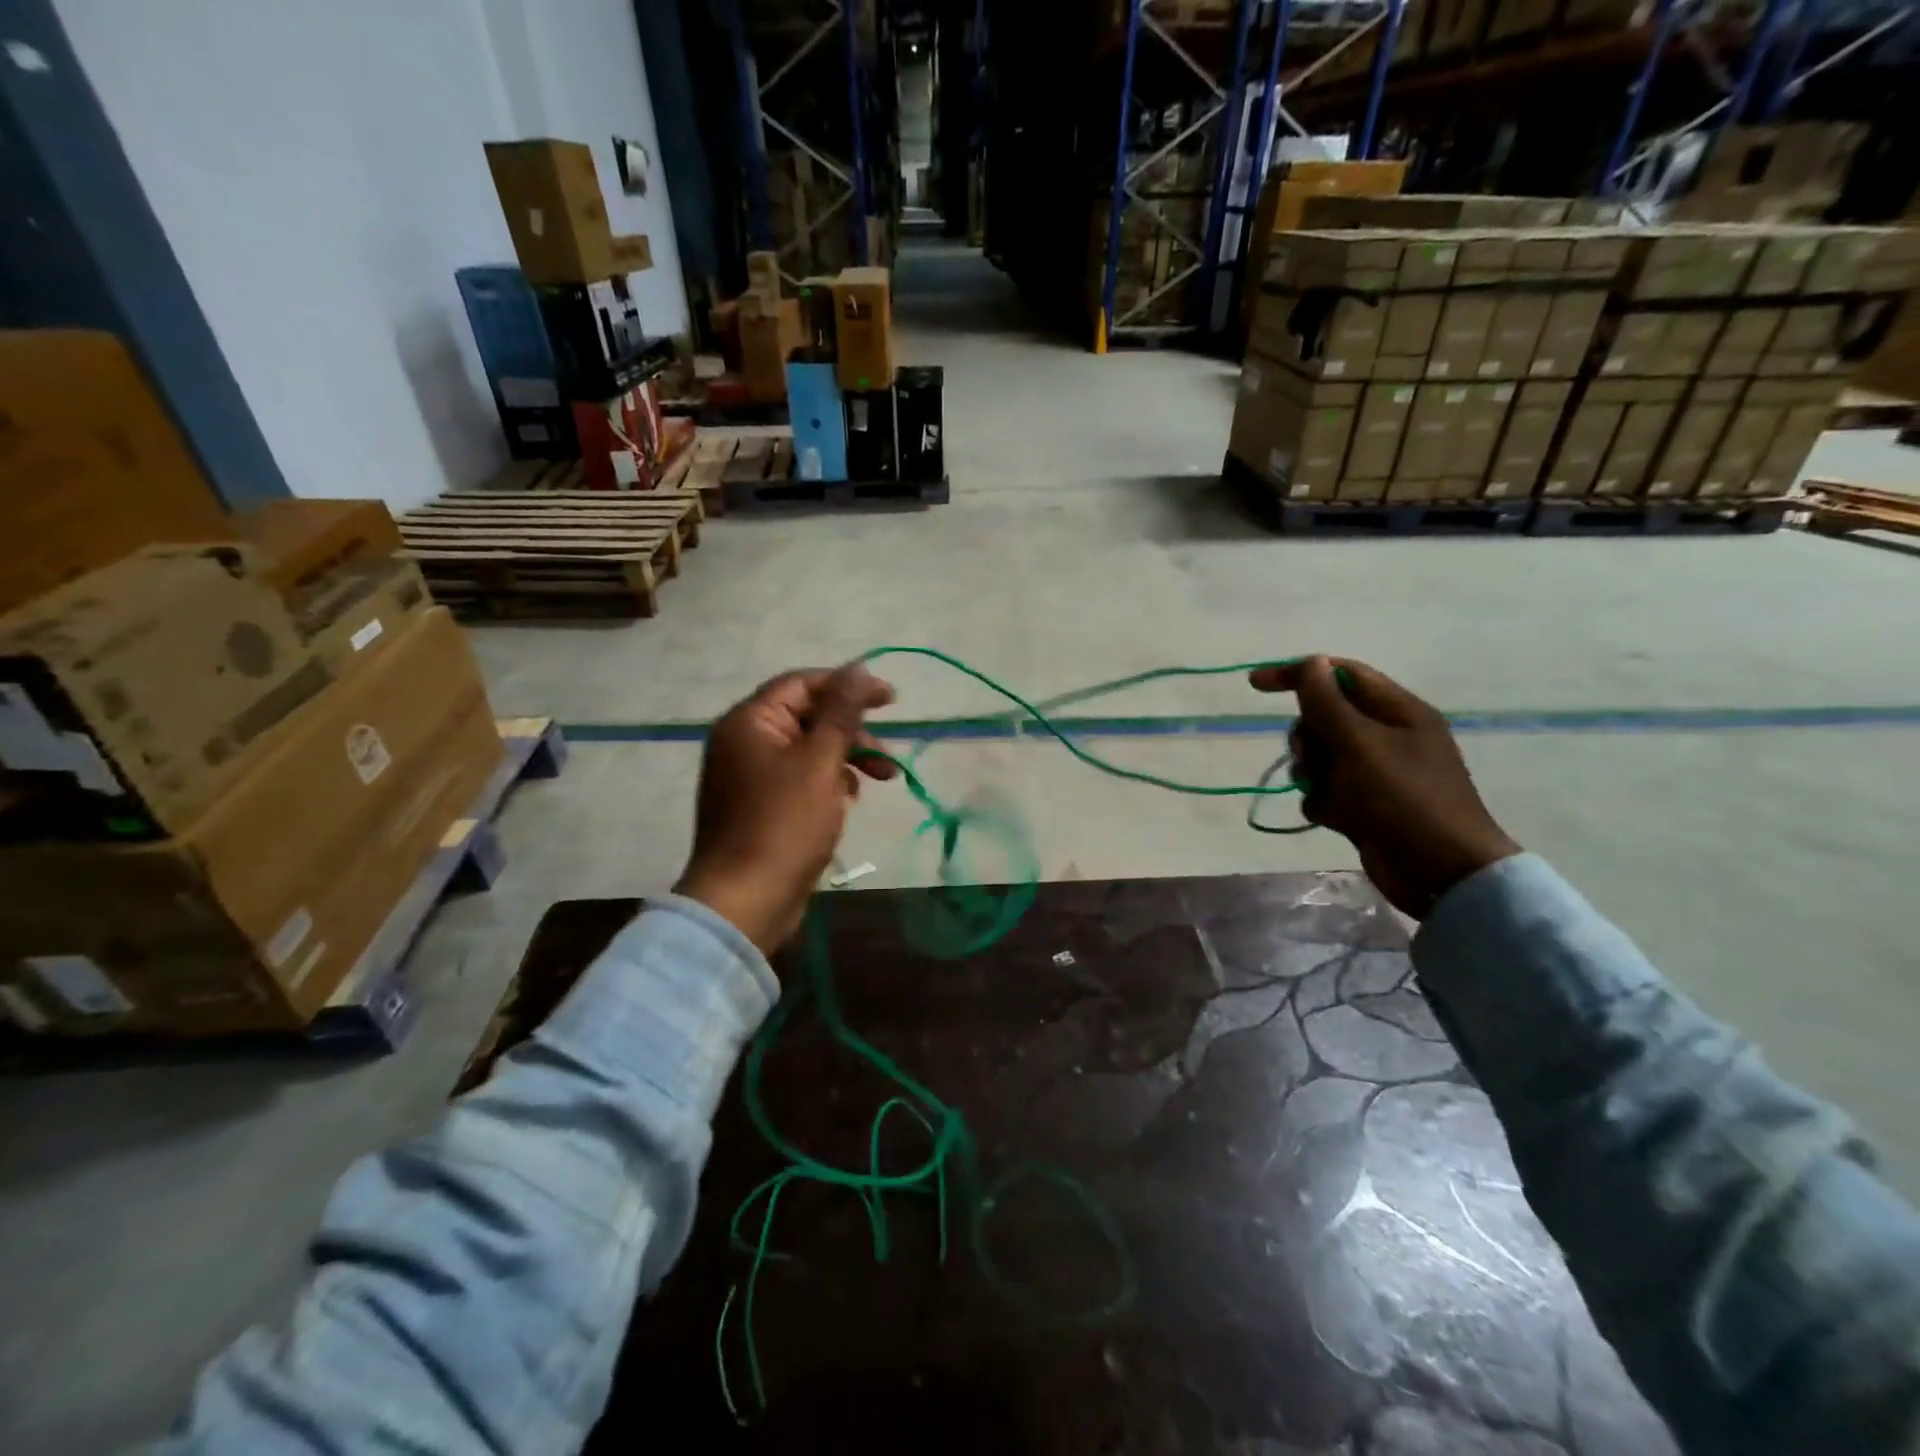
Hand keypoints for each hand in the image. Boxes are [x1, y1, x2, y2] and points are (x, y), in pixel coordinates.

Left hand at [675, 663, 896, 954]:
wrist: (745, 901)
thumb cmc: (784, 825)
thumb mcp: (820, 761)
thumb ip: (841, 712)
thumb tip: (858, 667)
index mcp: (749, 722)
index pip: (803, 684)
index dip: (848, 686)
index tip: (891, 700)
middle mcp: (744, 742)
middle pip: (807, 717)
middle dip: (852, 732)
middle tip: (888, 756)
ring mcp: (749, 777)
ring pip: (808, 751)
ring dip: (847, 759)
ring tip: (880, 782)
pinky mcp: (760, 807)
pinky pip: (800, 779)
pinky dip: (829, 783)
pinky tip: (848, 802)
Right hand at [1250, 656, 1519, 918]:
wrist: (1440, 872)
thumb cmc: (1402, 798)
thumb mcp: (1358, 743)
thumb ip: (1327, 702)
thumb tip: (1311, 662)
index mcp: (1398, 711)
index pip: (1340, 675)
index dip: (1298, 674)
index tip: (1255, 685)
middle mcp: (1389, 736)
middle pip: (1325, 717)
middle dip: (1308, 737)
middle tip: (1311, 759)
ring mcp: (1378, 772)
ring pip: (1321, 756)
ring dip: (1313, 773)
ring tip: (1326, 794)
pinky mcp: (1367, 804)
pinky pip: (1327, 790)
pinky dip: (1324, 801)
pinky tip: (1336, 818)